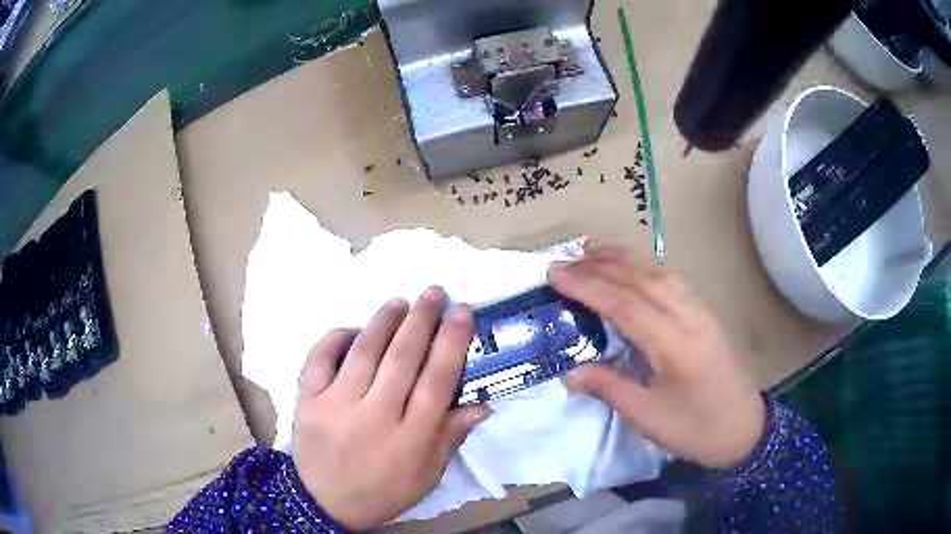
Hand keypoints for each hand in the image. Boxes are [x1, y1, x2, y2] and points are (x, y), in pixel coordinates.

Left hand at [292, 287, 490, 530]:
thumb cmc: (384, 491)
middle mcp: (376, 416)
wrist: (325, 503)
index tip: (462, 312)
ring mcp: (337, 405)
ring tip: (400, 301)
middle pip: (404, 358)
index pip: (438, 379)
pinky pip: (320, 359)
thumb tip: (482, 403)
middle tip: (434, 292)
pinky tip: (352, 328)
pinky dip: (335, 338)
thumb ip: (452, 437)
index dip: (453, 341)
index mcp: (411, 437)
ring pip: (364, 352)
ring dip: (384, 320)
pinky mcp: (309, 401)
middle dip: (423, 319)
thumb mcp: (428, 475)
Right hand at [548, 241, 764, 468]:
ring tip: (593, 249)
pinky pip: (671, 282)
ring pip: (659, 273)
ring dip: (624, 259)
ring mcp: (700, 313)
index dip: (588, 286)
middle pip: (642, 280)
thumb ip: (610, 389)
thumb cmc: (697, 429)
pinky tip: (631, 269)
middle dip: (601, 266)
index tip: (555, 273)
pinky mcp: (704, 315)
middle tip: (565, 259)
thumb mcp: (649, 418)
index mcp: (675, 345)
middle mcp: (689, 318)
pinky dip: (645, 268)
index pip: (625, 304)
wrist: (745, 429)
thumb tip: (571, 372)